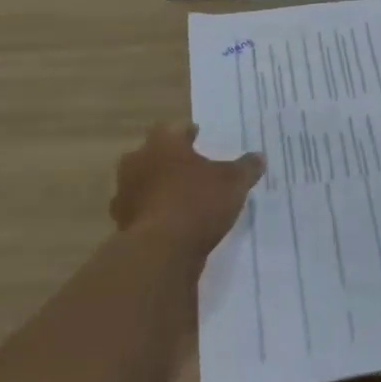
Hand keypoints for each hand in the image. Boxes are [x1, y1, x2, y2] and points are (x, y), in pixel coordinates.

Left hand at [111, 124, 262, 255]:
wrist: (160, 252)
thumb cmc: (198, 202)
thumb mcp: (234, 182)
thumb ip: (246, 167)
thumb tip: (258, 157)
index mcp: (162, 144)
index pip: (173, 129)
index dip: (187, 133)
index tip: (198, 137)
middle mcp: (138, 163)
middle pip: (152, 155)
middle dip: (169, 160)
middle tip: (189, 167)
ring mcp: (125, 195)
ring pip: (143, 183)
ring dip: (158, 188)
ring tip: (181, 197)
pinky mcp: (122, 225)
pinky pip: (141, 212)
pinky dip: (153, 214)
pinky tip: (171, 223)